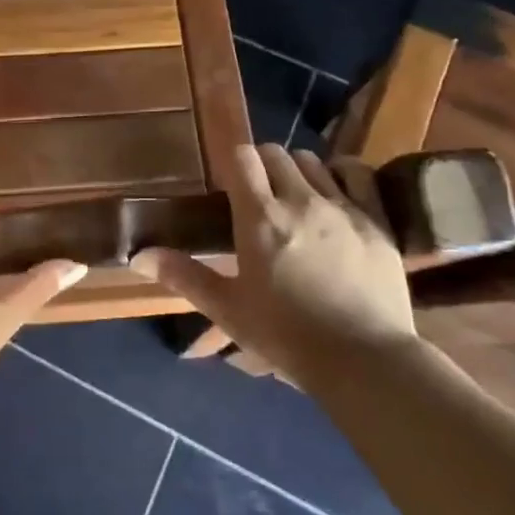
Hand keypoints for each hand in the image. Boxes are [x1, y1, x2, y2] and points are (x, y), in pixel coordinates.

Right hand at [133, 144, 415, 381]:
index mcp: (260, 218)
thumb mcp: (229, 310)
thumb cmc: (288, 337)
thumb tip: (138, 255)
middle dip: (262, 165)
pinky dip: (341, 174)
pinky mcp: (376, 220)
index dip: (232, 162)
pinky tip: (336, 192)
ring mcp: (343, 206)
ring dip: (297, 171)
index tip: (229, 184)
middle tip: (258, 195)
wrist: (366, 361)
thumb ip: (184, 276)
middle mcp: (300, 200)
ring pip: (312, 161)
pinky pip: (356, 175)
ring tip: (295, 197)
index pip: (242, 157)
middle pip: (276, 153)